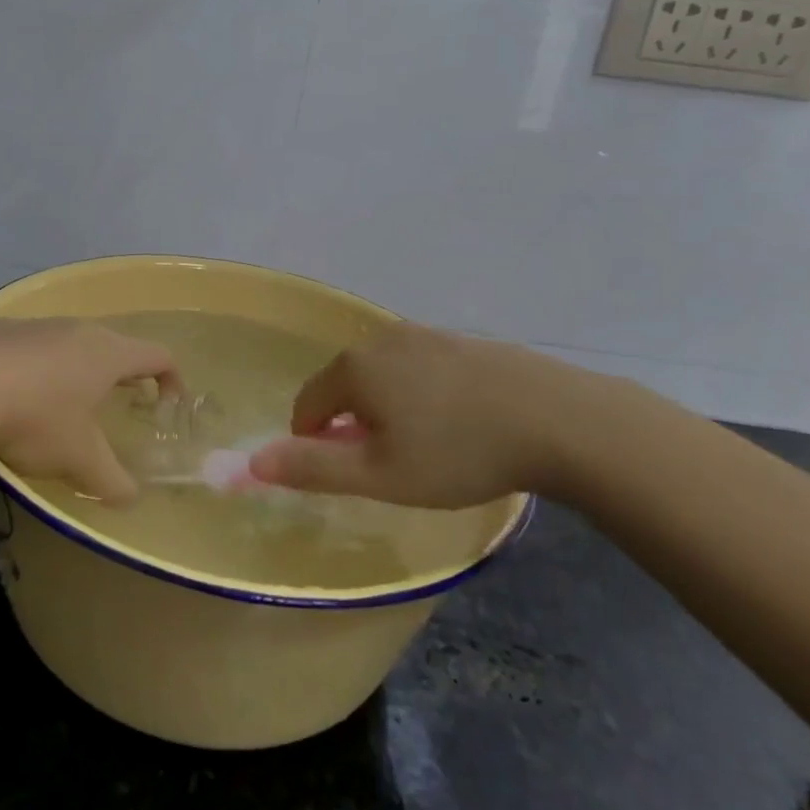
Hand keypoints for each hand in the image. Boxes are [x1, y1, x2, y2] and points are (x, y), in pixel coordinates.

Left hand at [0, 318, 179, 502]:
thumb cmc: (36, 419)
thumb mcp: (79, 460)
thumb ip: (112, 480)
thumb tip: (131, 498)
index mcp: (108, 354)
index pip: (158, 354)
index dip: (171, 377)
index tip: (168, 402)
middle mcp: (78, 329)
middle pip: (115, 344)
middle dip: (123, 372)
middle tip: (120, 402)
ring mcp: (38, 325)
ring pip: (71, 341)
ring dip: (79, 367)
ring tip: (66, 401)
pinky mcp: (1, 329)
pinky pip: (33, 345)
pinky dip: (39, 366)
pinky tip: (17, 394)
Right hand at [247, 323, 612, 507]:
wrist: (557, 420)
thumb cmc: (457, 453)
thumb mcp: (379, 475)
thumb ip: (312, 468)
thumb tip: (253, 462)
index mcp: (354, 368)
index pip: (307, 404)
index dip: (315, 442)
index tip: (350, 473)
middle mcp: (381, 339)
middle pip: (344, 386)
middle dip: (353, 424)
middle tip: (392, 464)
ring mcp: (424, 334)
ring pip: (383, 375)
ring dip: (387, 407)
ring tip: (428, 445)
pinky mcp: (461, 340)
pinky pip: (419, 367)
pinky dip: (421, 393)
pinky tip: (459, 420)